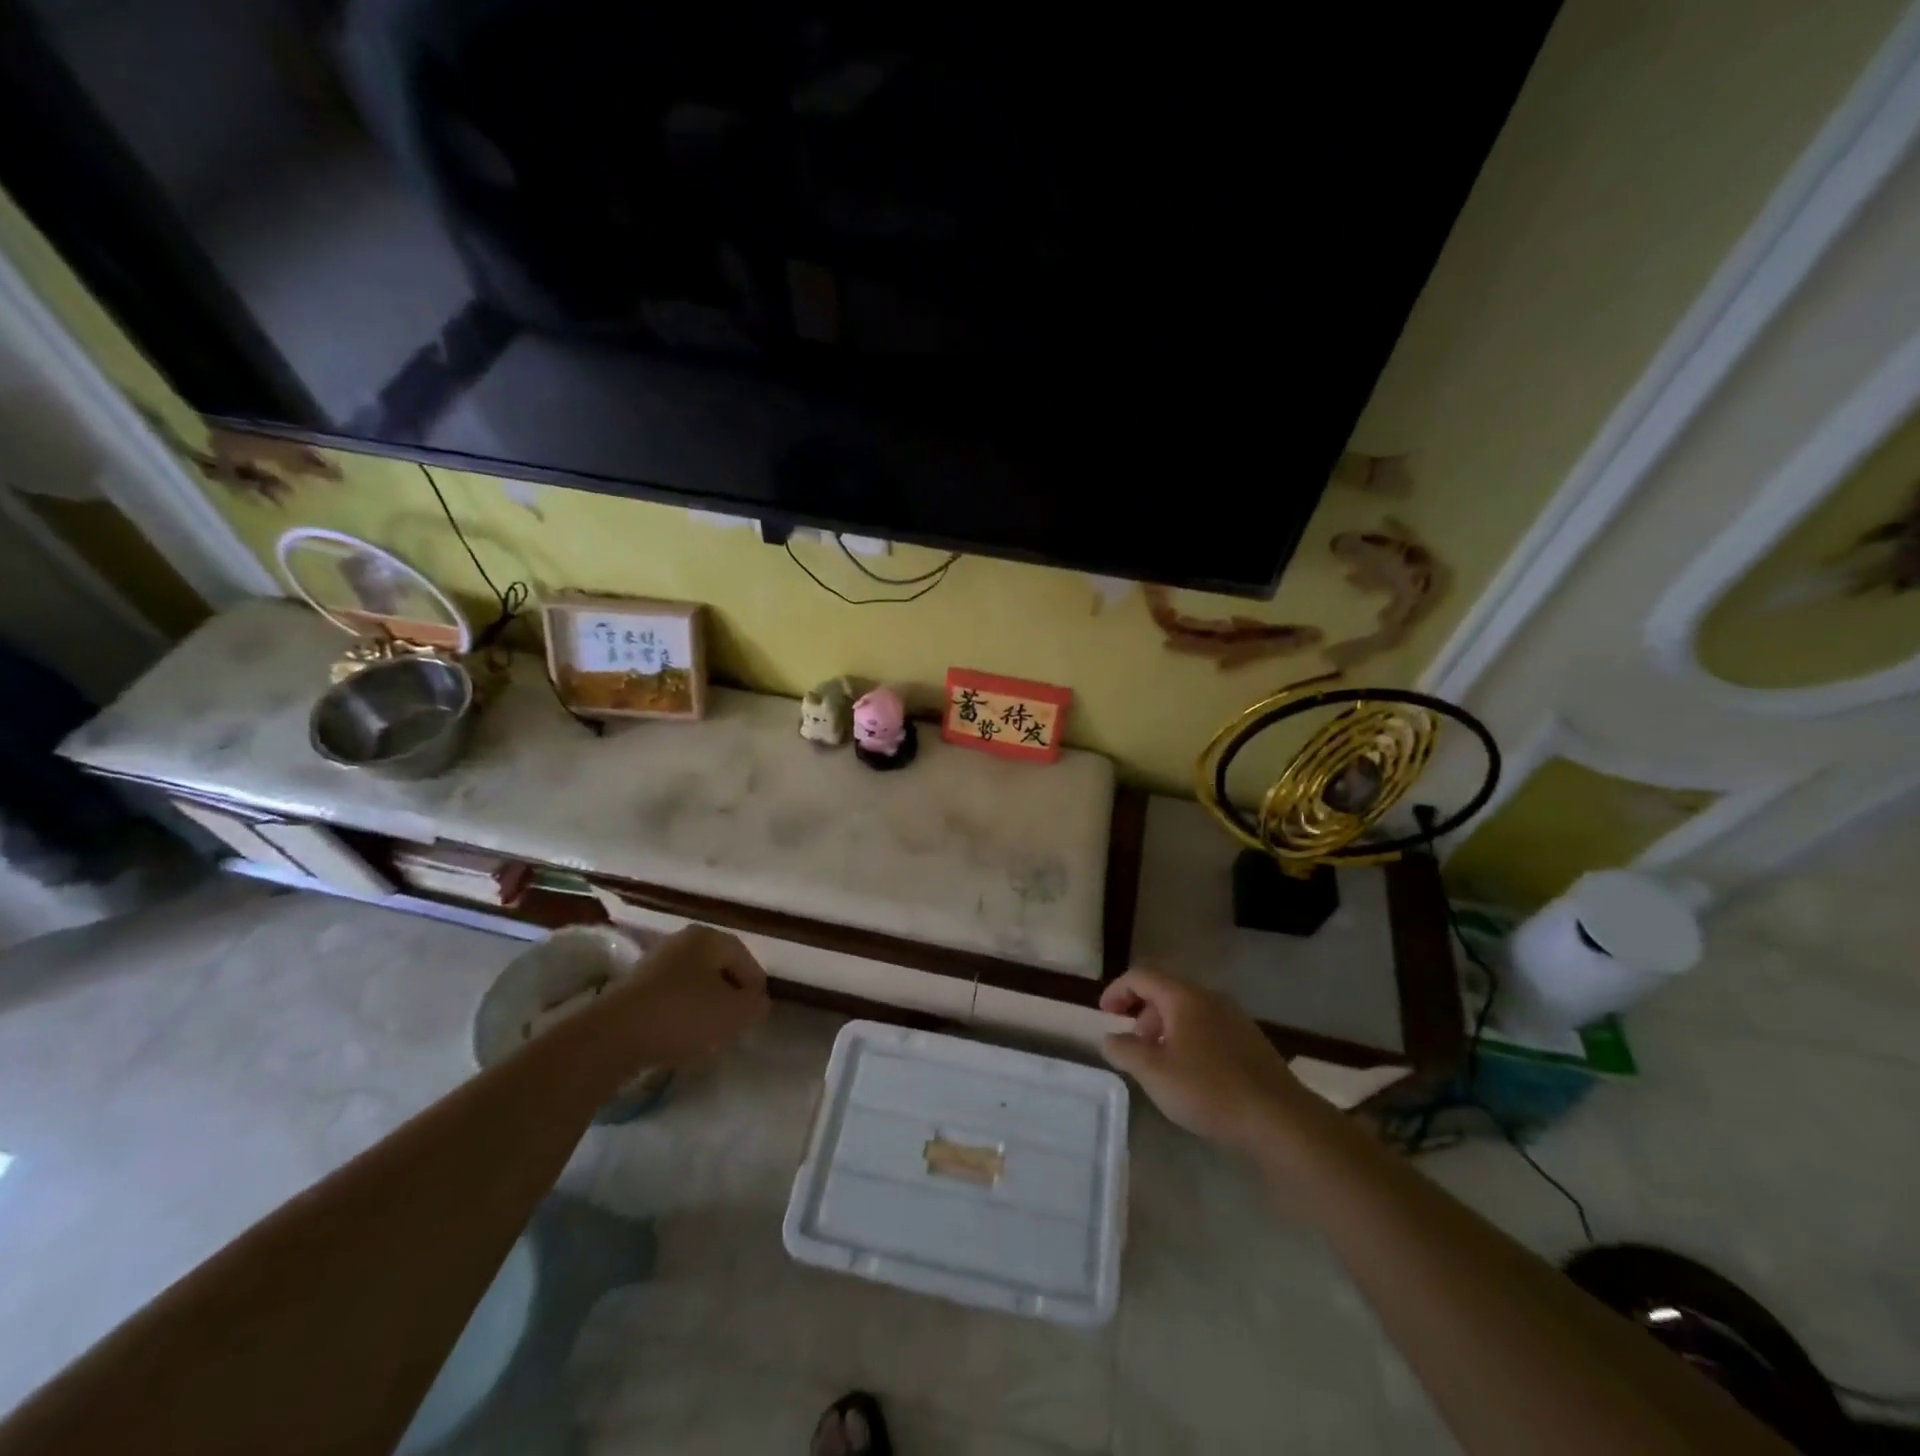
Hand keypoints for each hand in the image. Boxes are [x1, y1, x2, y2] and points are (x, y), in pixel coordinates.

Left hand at [616, 924, 770, 1066]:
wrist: (612, 1037)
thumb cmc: (682, 1015)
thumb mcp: (734, 1013)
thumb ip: (755, 1005)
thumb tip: (757, 1002)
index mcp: (708, 937)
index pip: (745, 958)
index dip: (756, 986)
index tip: (757, 1013)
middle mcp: (680, 942)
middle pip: (717, 968)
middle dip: (729, 995)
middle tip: (736, 1022)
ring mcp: (653, 964)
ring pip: (693, 983)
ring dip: (705, 1006)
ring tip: (709, 1034)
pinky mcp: (633, 989)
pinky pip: (670, 998)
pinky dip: (680, 1014)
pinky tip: (680, 1037)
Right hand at [1100, 968, 1305, 1151]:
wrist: (1279, 1120)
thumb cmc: (1208, 1090)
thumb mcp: (1154, 1072)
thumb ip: (1125, 1050)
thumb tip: (1111, 1038)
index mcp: (1184, 997)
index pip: (1141, 976)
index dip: (1117, 991)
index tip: (1104, 1016)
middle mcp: (1210, 998)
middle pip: (1165, 992)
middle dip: (1142, 1014)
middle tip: (1134, 1046)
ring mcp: (1235, 1019)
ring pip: (1188, 1012)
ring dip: (1165, 1029)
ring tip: (1161, 1065)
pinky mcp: (1250, 1043)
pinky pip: (1208, 1029)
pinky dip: (1188, 1041)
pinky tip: (1192, 1076)